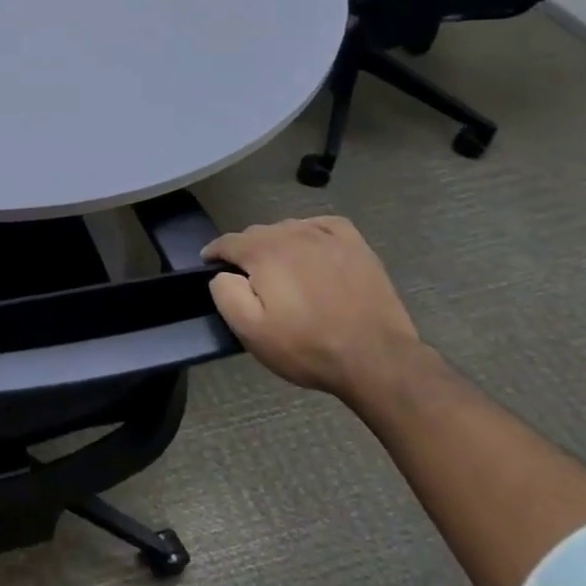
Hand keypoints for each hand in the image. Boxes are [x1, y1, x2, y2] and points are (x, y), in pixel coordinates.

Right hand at [201, 217, 419, 395]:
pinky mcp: (356, 246)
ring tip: (280, 267)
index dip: (214, 253)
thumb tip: (222, 274)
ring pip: (288, 228)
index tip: (209, 264)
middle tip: (248, 278)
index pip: (227, 242)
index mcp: (263, 252)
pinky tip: (312, 245)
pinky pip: (324, 225)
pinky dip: (310, 230)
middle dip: (246, 250)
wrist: (377, 359)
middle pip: (257, 233)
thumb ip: (225, 293)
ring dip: (276, 243)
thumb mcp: (250, 330)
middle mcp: (292, 234)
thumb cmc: (307, 346)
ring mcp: (327, 237)